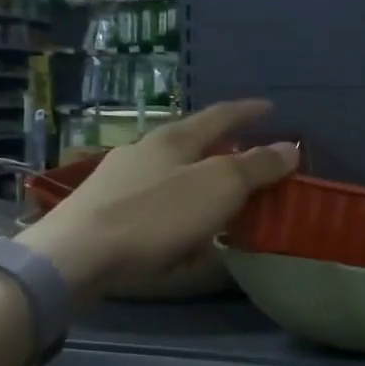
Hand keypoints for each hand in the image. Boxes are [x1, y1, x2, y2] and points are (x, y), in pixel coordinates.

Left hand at [17, 100, 297, 298]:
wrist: (72, 258)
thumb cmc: (155, 216)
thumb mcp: (219, 188)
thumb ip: (257, 166)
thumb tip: (291, 146)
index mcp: (174, 138)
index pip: (220, 115)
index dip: (248, 111)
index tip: (271, 107)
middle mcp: (144, 150)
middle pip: (193, 144)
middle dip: (223, 152)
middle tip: (249, 164)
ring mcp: (118, 180)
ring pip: (171, 177)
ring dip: (198, 188)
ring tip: (217, 209)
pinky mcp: (101, 212)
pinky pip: (152, 207)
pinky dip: (175, 216)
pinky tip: (178, 241)